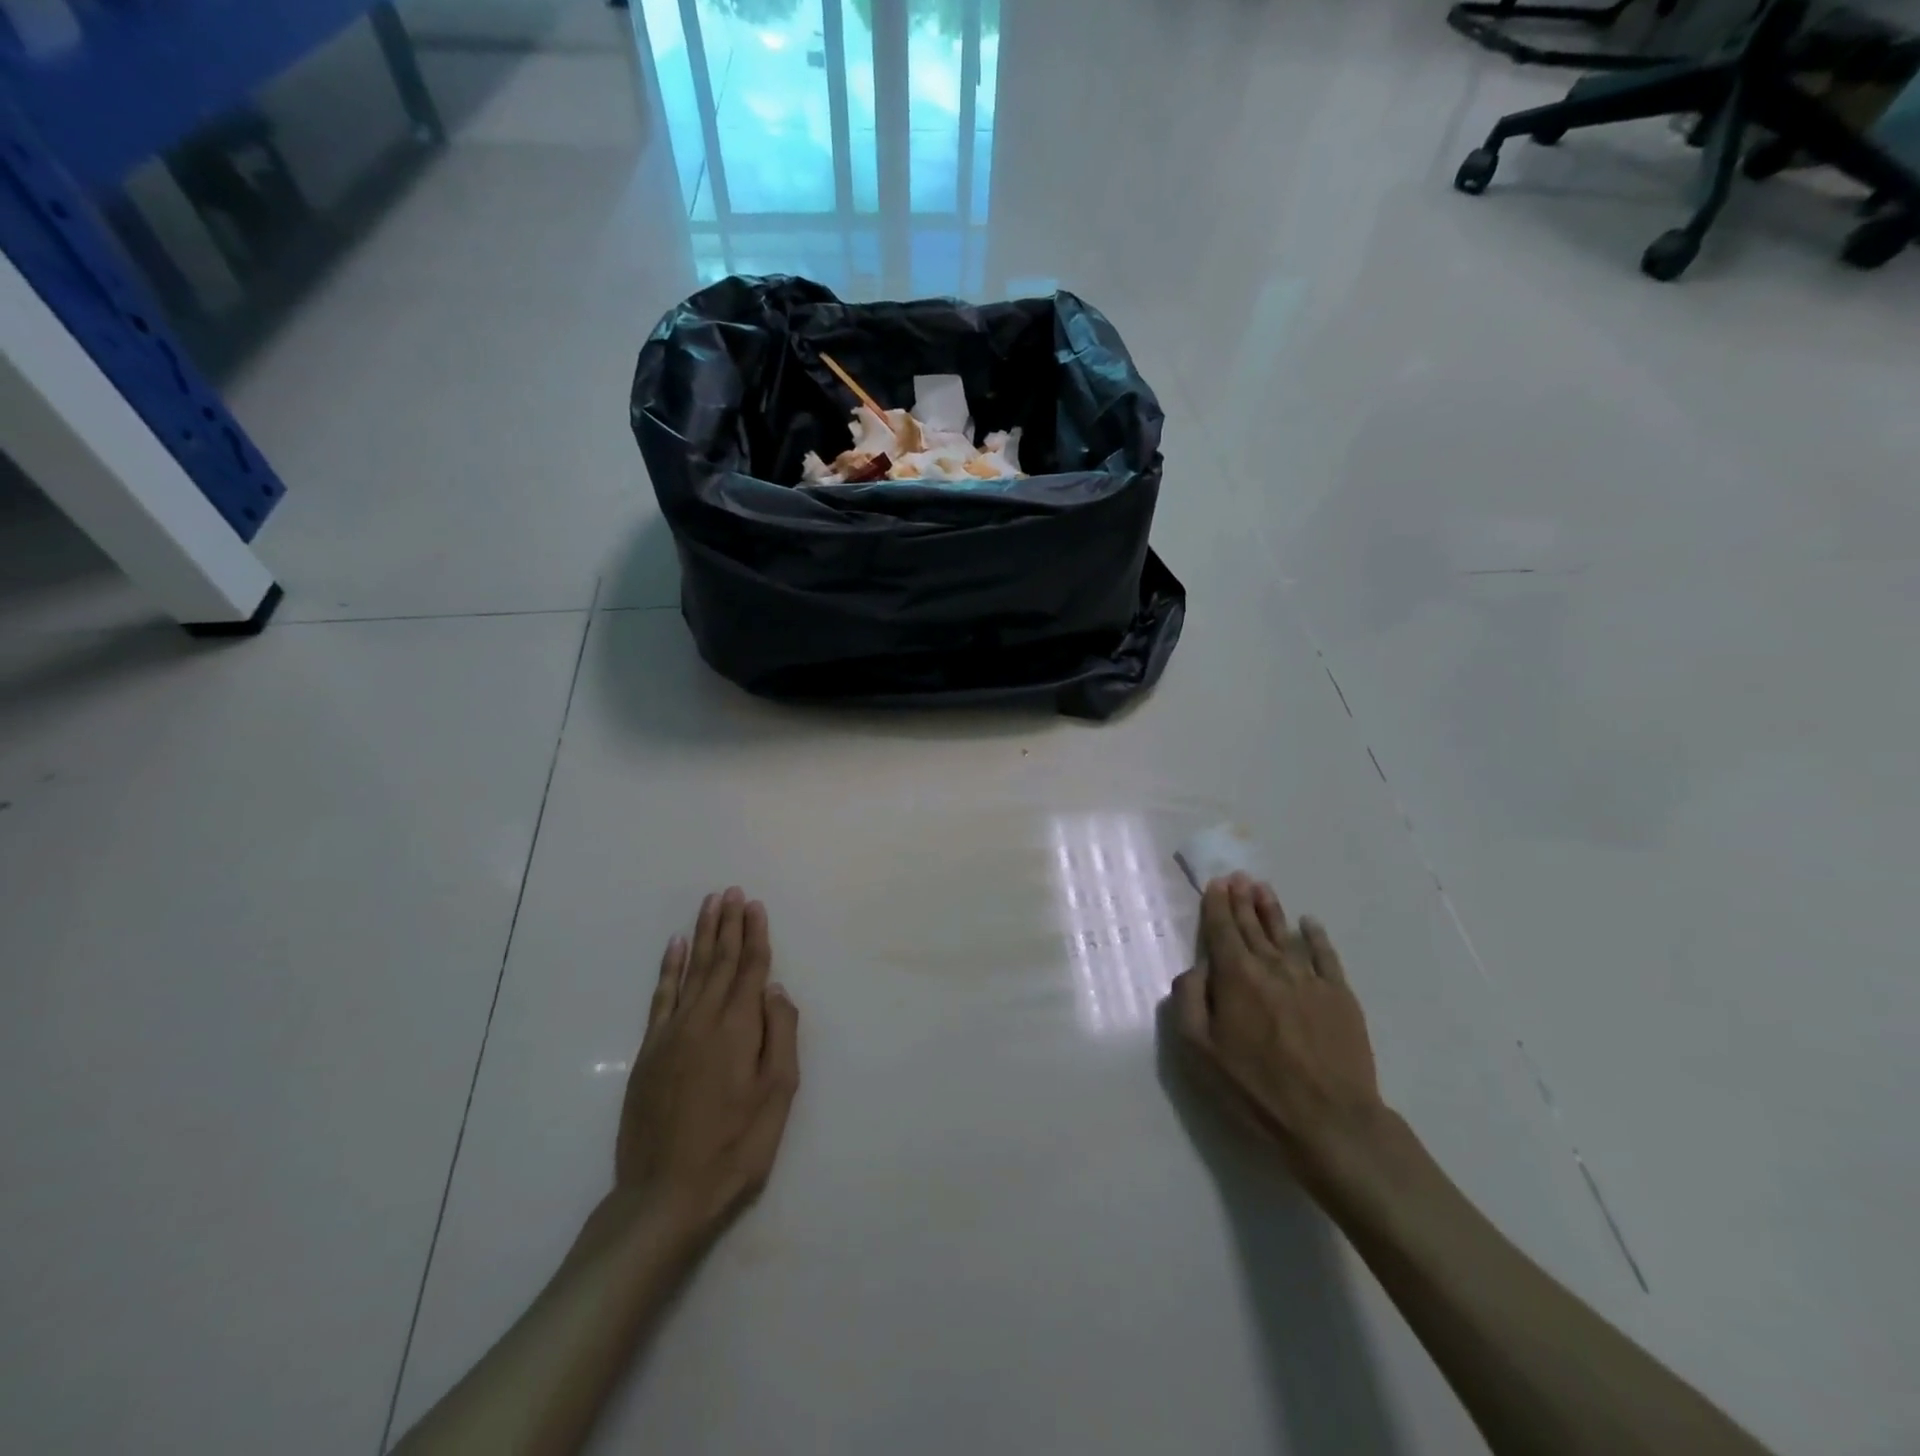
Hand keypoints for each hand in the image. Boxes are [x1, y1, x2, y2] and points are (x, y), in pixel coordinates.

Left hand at [612, 888, 799, 1244]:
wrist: (665, 1194)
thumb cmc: (735, 1146)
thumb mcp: (777, 1095)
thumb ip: (779, 1034)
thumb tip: (776, 989)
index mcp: (738, 1028)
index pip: (751, 969)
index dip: (755, 935)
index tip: (754, 905)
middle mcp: (703, 1019)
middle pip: (720, 961)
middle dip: (728, 924)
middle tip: (731, 892)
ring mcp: (672, 1033)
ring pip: (691, 970)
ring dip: (702, 935)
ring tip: (709, 905)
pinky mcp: (650, 1051)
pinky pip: (661, 996)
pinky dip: (669, 968)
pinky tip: (674, 947)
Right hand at [1168, 874, 1387, 1178]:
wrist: (1331, 1122)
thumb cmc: (1254, 1089)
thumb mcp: (1199, 1052)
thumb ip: (1188, 1001)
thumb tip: (1195, 968)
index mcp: (1236, 977)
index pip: (1222, 931)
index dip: (1217, 906)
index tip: (1216, 884)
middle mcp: (1272, 967)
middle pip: (1253, 927)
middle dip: (1242, 900)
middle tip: (1238, 877)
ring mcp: (1310, 980)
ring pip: (1286, 935)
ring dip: (1272, 910)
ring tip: (1263, 888)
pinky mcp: (1340, 997)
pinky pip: (1326, 956)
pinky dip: (1316, 936)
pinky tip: (1309, 923)